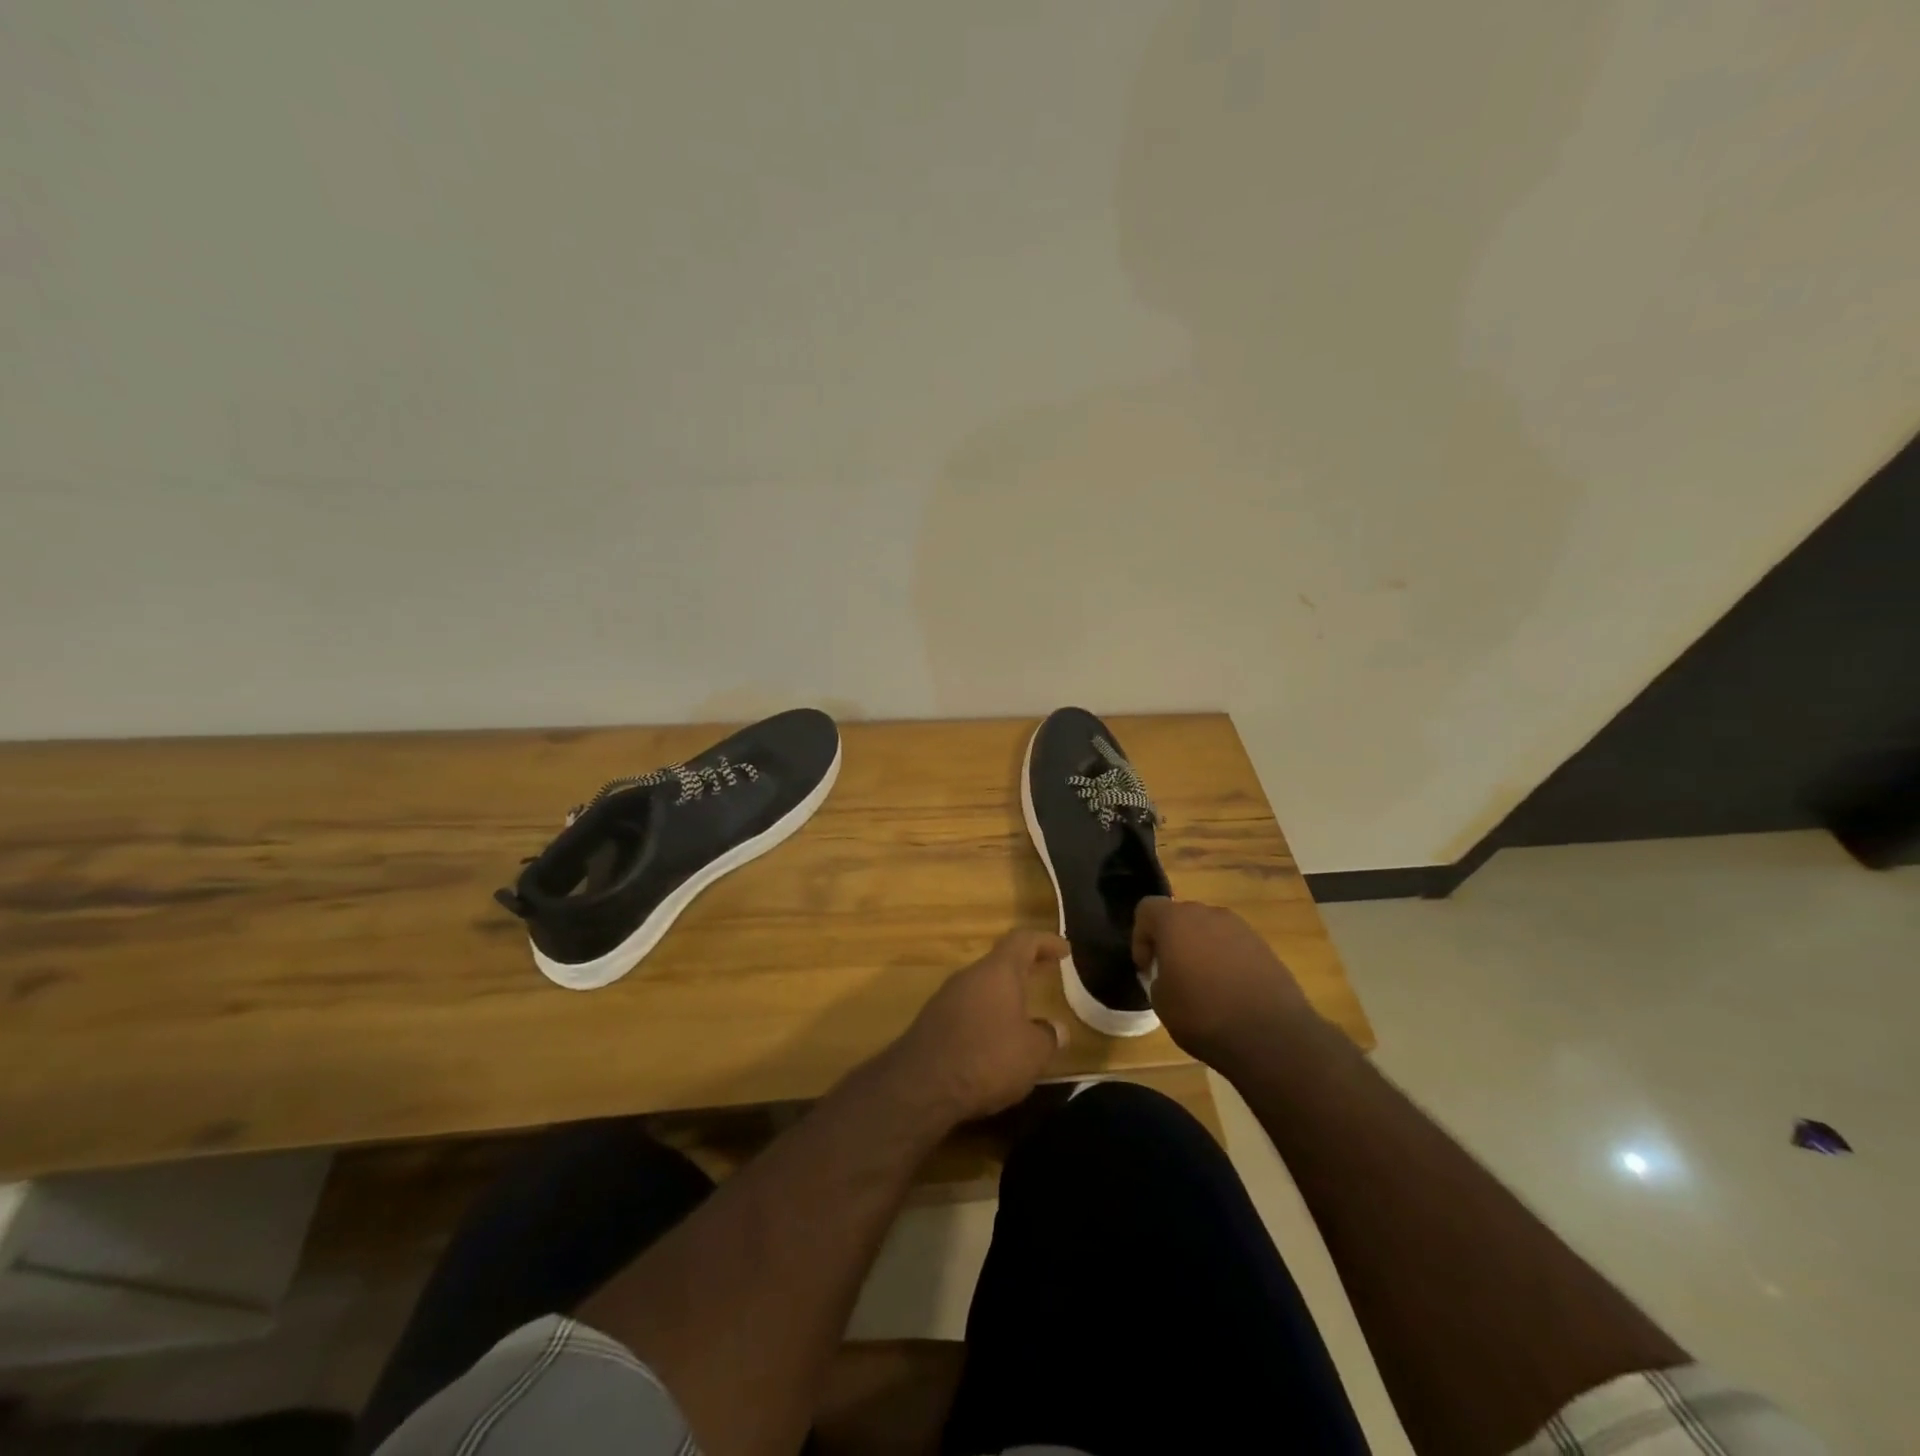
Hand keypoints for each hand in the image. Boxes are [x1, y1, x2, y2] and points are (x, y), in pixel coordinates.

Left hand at [886, 930, 1069, 1123]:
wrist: (921, 1086)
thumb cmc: (986, 1058)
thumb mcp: (1032, 1053)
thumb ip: (1048, 1037)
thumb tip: (1055, 1029)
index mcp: (997, 971)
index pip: (1023, 941)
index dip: (1046, 942)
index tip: (1064, 950)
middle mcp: (969, 976)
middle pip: (1000, 962)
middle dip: (1024, 967)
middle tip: (1046, 973)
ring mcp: (946, 997)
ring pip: (982, 986)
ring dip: (1004, 995)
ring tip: (1024, 1014)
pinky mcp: (932, 1022)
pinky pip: (967, 1009)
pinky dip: (986, 1016)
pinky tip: (994, 1041)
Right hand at [1132, 897, 1313, 1064]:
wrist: (1272, 1036)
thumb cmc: (1203, 1015)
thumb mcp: (1161, 1002)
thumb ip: (1156, 977)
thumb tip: (1167, 974)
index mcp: (1176, 921)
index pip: (1147, 909)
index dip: (1140, 937)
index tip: (1147, 968)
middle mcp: (1208, 914)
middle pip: (1180, 917)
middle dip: (1171, 941)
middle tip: (1170, 974)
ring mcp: (1241, 928)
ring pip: (1209, 930)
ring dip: (1200, 949)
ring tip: (1202, 985)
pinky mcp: (1264, 947)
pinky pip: (1233, 946)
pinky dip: (1225, 961)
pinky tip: (1229, 992)